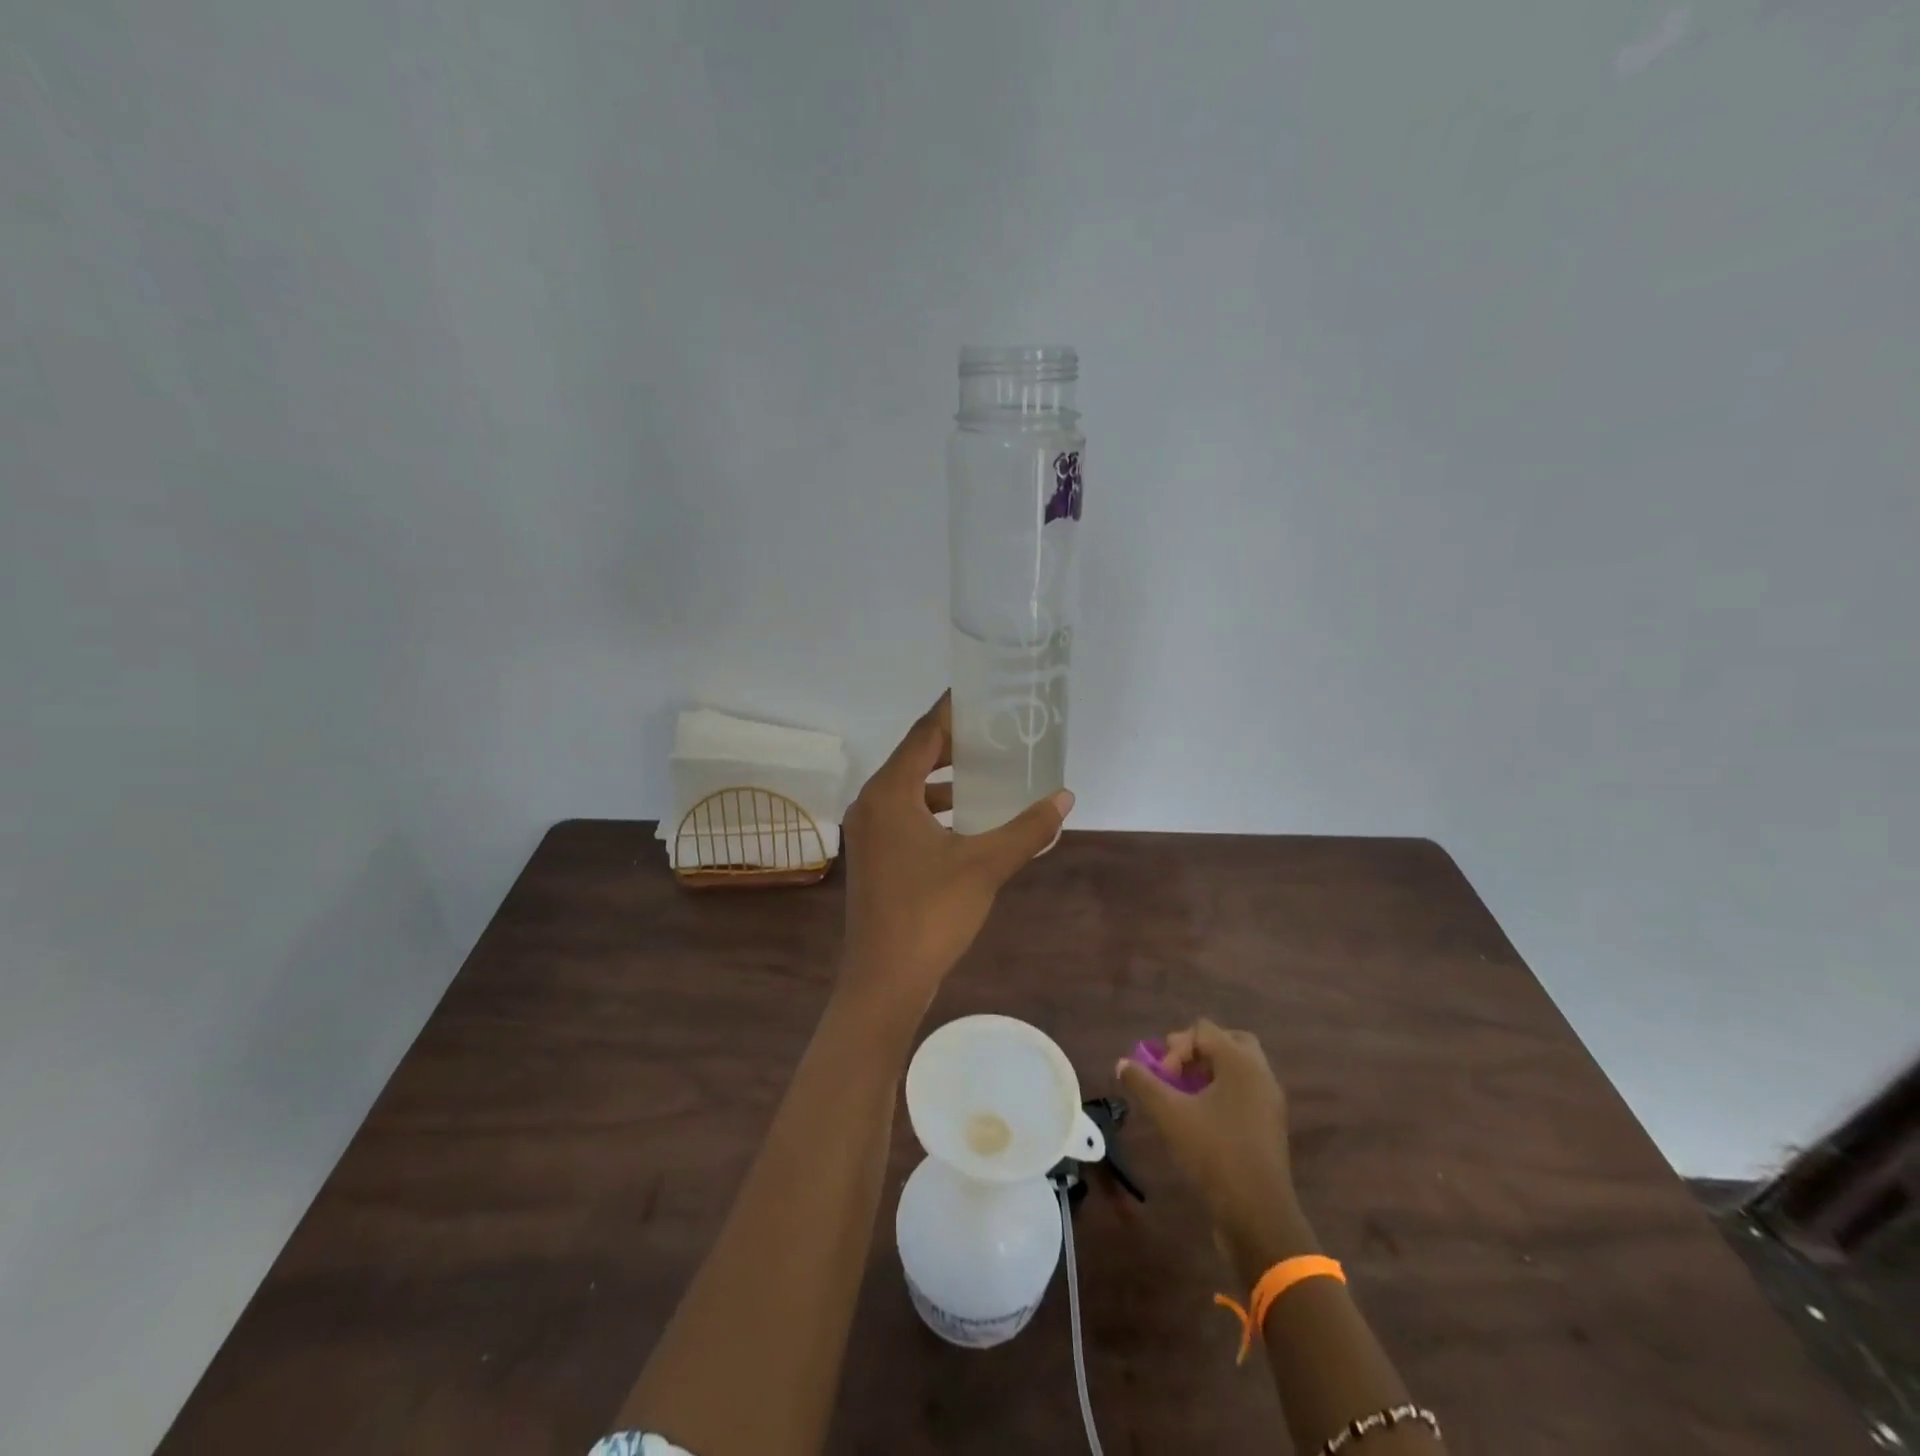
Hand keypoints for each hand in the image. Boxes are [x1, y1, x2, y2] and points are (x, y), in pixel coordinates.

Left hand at [840, 693, 1072, 1016]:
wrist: (884, 980)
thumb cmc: (931, 913)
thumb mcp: (986, 865)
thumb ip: (1027, 828)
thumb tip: (1064, 797)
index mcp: (890, 793)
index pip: (923, 735)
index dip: (951, 712)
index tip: (980, 693)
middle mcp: (871, 804)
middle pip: (914, 758)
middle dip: (953, 745)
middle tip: (995, 734)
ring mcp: (868, 833)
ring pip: (908, 789)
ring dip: (944, 780)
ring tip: (987, 774)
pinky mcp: (874, 857)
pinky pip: (904, 814)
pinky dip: (934, 808)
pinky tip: (966, 821)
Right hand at [1117, 1020, 1293, 1233]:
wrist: (1258, 1215)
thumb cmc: (1214, 1154)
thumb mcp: (1169, 1115)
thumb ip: (1143, 1083)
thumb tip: (1122, 1064)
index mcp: (1240, 1062)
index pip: (1203, 1030)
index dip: (1176, 1048)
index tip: (1163, 1078)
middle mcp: (1260, 1073)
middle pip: (1227, 1042)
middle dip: (1197, 1052)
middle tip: (1176, 1073)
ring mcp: (1270, 1101)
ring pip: (1238, 1068)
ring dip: (1210, 1072)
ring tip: (1184, 1095)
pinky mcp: (1270, 1126)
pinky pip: (1245, 1091)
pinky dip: (1223, 1092)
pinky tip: (1202, 1117)